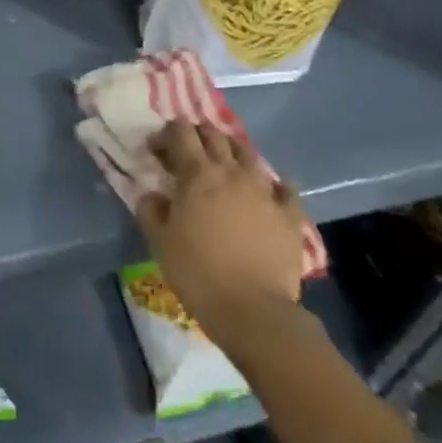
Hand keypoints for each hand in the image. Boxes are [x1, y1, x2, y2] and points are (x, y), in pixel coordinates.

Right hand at [136, 122, 308, 340]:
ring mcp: (265, 190)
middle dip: (197, 136)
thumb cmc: (197, 272)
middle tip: (186, 153)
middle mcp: (232, 172)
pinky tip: (268, 191)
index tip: (156, 150)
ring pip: (248, 153)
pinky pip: (284, 187)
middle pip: (214, 135)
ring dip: (232, 152)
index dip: (166, 134)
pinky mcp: (290, 214)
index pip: (180, 132)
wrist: (252, 310)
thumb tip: (153, 194)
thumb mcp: (159, 241)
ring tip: (224, 167)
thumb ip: (151, 209)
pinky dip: (273, 183)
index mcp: (197, 174)